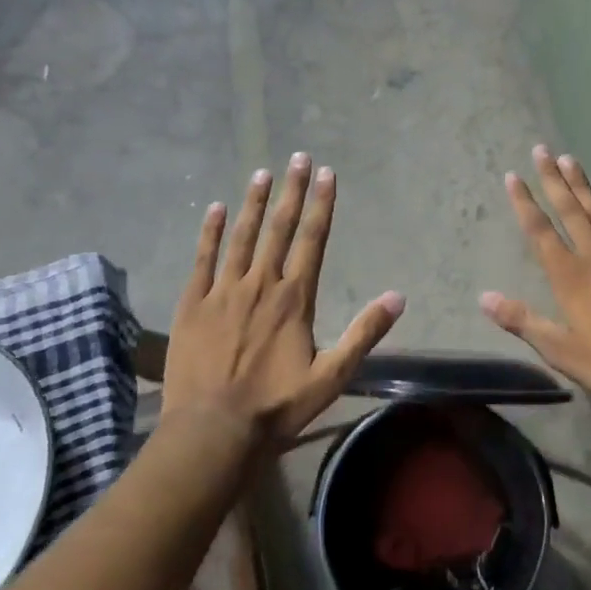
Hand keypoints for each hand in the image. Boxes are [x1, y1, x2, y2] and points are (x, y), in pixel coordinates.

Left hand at [163, 153, 404, 444]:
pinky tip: (215, 209)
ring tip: (262, 173)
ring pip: (242, 237)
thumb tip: (398, 297)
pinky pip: (202, 259)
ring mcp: (223, 291)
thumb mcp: (331, 376)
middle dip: (291, 191)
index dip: (321, 205)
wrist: (212, 431)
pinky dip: (209, 233)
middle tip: (299, 157)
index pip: (312, 240)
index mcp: (294, 298)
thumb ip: (364, 333)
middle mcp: (260, 284)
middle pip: (280, 228)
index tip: (327, 174)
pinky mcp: (193, 304)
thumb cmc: (276, 406)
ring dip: (254, 203)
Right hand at [480, 146, 590, 411]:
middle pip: (570, 211)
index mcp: (570, 277)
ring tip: (571, 159)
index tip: (514, 176)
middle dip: (553, 180)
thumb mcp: (561, 350)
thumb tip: (483, 297)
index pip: (540, 232)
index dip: (525, 203)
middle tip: (542, 150)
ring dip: (584, 186)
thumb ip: (522, 320)